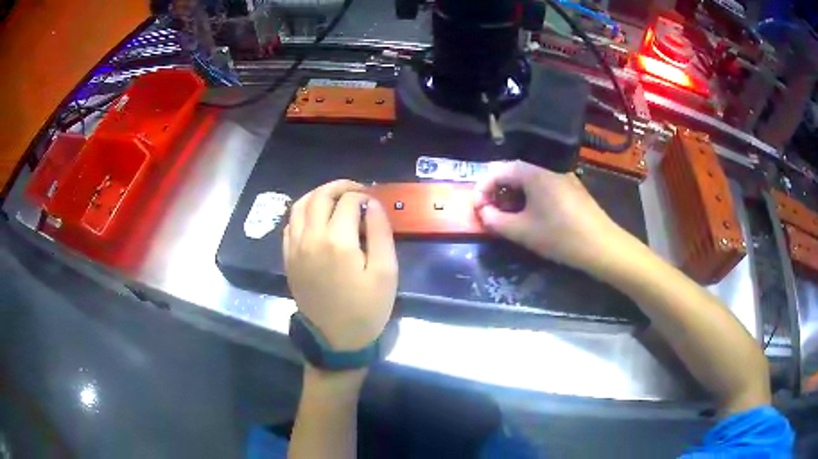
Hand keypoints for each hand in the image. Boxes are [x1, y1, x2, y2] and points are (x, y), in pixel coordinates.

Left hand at [284, 180, 397, 351]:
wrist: (336, 339)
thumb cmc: (367, 308)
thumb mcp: (385, 272)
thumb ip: (380, 232)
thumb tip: (372, 203)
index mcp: (336, 240)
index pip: (349, 201)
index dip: (365, 196)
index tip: (375, 204)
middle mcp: (310, 238)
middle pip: (320, 196)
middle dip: (340, 187)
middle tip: (358, 191)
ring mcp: (295, 248)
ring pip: (300, 205)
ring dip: (319, 195)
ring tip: (336, 198)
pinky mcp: (288, 258)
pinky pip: (290, 224)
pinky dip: (303, 212)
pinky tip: (316, 218)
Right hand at [474, 161, 623, 269]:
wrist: (603, 246)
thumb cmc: (560, 237)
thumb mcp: (523, 232)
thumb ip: (496, 221)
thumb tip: (483, 212)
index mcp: (534, 173)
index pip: (498, 170)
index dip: (482, 188)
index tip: (477, 208)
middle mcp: (548, 169)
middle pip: (514, 172)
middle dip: (497, 191)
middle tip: (490, 213)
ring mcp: (563, 177)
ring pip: (530, 180)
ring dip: (514, 195)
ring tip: (509, 216)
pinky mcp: (573, 189)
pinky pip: (544, 186)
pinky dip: (531, 197)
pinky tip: (533, 216)